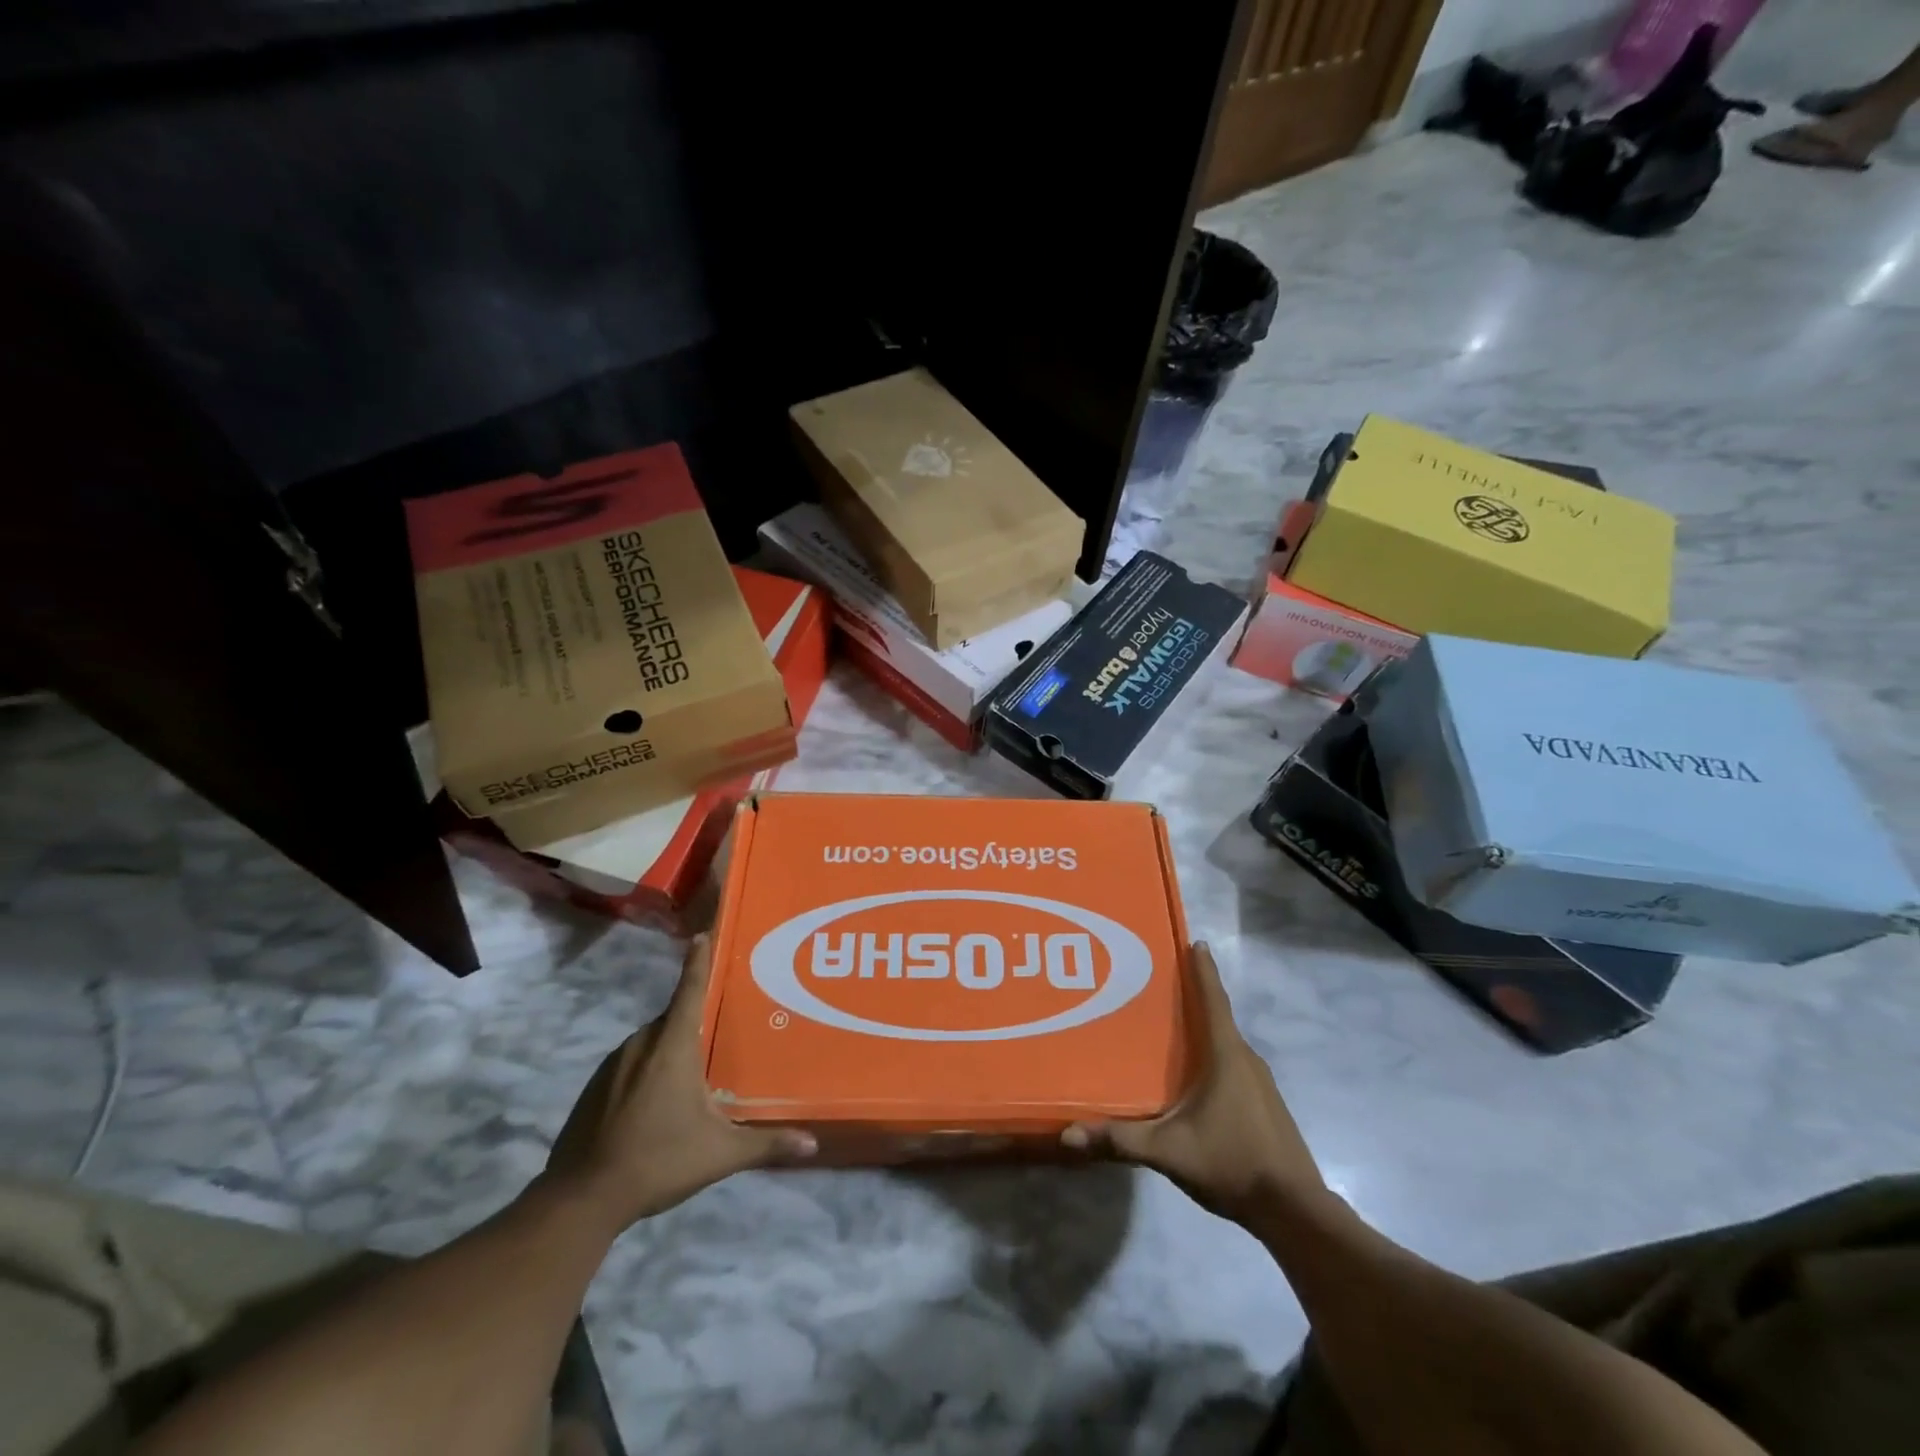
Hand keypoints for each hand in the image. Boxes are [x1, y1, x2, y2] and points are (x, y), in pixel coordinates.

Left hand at [545, 935, 815, 1230]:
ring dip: (670, 1050)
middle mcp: (641, 1044)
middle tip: (719, 1030)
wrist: (581, 1199)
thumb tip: (813, 1143)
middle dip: (694, 1020)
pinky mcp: (593, 1088)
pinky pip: (630, 1065)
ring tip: (691, 1073)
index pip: (690, 990)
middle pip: (673, 1018)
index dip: (699, 960)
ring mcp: (612, 1065)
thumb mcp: (720, 1153)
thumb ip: (767, 1143)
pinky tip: (656, 1104)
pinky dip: (646, 1072)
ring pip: (651, 1043)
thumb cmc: (658, 1160)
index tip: (702, 934)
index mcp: (672, 1045)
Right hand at [1062, 942, 1328, 1226]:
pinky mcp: (1264, 1104)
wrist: (1295, 1211)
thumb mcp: (1169, 1151)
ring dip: (1203, 1029)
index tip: (1194, 941)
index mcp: (1226, 1055)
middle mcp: (1247, 1059)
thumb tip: (1068, 1133)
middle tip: (1159, 983)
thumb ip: (1121, 1139)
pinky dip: (1212, 1056)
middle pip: (1217, 1017)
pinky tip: (1192, 1075)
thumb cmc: (1232, 1163)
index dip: (1203, 969)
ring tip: (1170, 1026)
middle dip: (1193, 997)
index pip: (1213, 999)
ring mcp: (1260, 1083)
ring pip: (1226, 1043)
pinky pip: (1234, 1065)